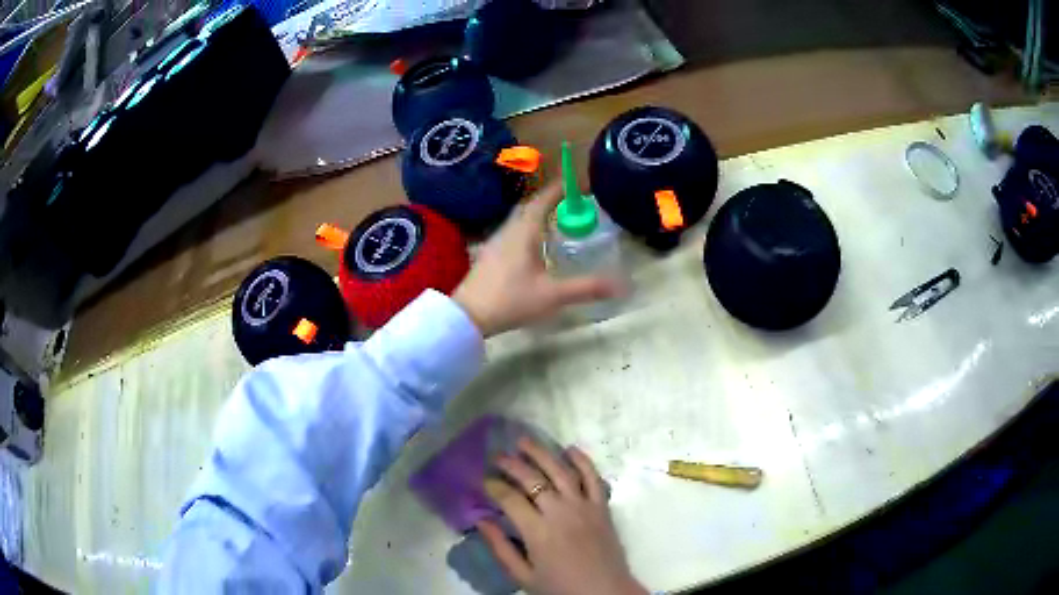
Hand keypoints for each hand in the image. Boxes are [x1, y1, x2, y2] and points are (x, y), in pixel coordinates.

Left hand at [452, 182, 620, 336]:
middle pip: (530, 207)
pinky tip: (533, 245)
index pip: (543, 201)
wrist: (468, 316)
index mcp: (524, 232)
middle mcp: (508, 231)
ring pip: (519, 220)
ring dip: (537, 214)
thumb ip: (586, 288)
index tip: (574, 181)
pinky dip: (527, 229)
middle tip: (569, 202)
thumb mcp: (552, 295)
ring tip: (555, 220)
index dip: (559, 189)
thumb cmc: (511, 299)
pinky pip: (512, 232)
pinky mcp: (489, 256)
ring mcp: (495, 243)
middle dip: (549, 200)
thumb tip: (619, 285)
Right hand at [479, 439, 646, 594]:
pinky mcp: (602, 507)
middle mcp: (560, 512)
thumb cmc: (560, 588)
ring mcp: (584, 506)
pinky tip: (570, 449)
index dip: (493, 486)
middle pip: (533, 479)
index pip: (510, 499)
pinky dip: (582, 460)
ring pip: (561, 471)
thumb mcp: (523, 576)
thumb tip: (481, 520)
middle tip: (497, 456)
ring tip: (523, 441)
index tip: (484, 481)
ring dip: (541, 453)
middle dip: (511, 464)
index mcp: (538, 532)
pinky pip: (593, 477)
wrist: (605, 593)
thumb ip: (500, 548)